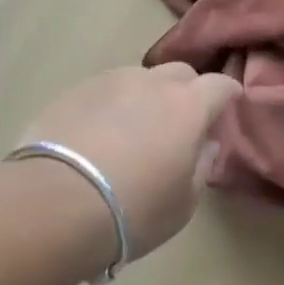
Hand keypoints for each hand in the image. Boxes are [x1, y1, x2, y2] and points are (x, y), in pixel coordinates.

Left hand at [17, 63, 241, 267]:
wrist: (54, 204)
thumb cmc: (134, 211)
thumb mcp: (183, 203)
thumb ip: (201, 167)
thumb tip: (206, 145)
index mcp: (188, 107)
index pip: (220, 85)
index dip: (228, 94)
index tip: (229, 106)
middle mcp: (151, 83)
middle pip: (180, 73)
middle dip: (188, 91)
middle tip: (182, 121)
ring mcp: (109, 82)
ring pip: (139, 78)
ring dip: (147, 96)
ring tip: (136, 127)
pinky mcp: (73, 92)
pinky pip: (105, 90)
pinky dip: (112, 105)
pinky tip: (100, 133)